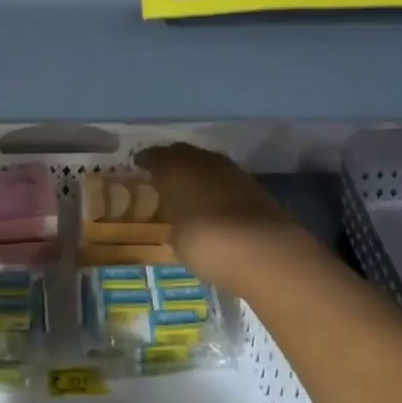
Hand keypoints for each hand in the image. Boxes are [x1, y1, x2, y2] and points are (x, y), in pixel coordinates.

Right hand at [134, 143, 309, 293]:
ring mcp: (231, 170)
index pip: (154, 156)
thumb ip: (174, 220)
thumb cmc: (204, 242)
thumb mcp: (176, 239)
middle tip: (163, 177)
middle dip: (172, 163)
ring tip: (189, 190)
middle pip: (182, 154)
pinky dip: (217, 187)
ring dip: (198, 174)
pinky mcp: (254, 185)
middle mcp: (201, 160)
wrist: (262, 249)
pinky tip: (214, 202)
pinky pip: (226, 180)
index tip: (139, 168)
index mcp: (174, 167)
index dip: (145, 162)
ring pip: (207, 164)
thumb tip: (177, 215)